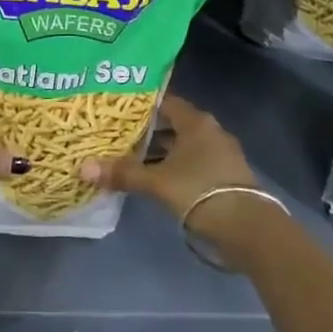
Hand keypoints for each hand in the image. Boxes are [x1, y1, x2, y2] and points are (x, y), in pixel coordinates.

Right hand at [79, 95, 277, 250]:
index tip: (117, 110)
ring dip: (162, 152)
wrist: (249, 229)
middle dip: (148, 131)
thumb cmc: (200, 191)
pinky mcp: (226, 176)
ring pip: (184, 146)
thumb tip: (83, 168)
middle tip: (119, 134)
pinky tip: (158, 179)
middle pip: (173, 124)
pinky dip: (176, 167)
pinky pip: (194, 163)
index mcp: (196, 121)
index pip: (164, 102)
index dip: (141, 105)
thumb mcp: (156, 182)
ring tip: (132, 158)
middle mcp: (210, 131)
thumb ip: (122, 173)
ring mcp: (221, 154)